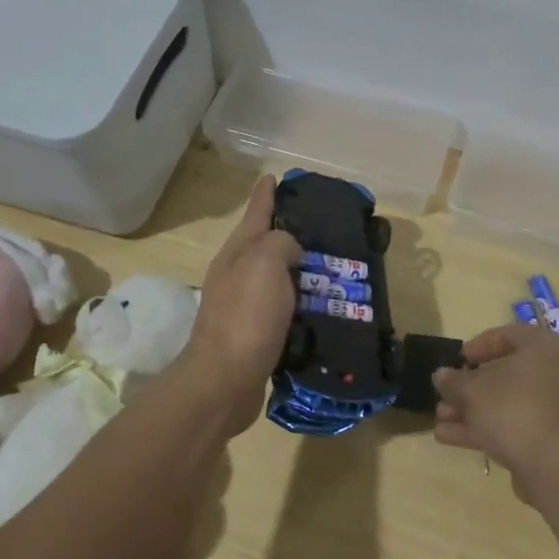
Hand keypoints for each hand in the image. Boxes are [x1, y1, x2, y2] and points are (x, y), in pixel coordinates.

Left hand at [178, 176, 301, 430]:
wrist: (225, 381)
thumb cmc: (246, 315)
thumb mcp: (265, 262)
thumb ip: (280, 242)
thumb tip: (290, 251)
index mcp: (237, 253)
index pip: (255, 212)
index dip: (266, 194)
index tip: (276, 177)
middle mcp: (237, 275)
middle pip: (266, 244)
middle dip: (291, 233)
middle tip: (326, 228)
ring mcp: (244, 306)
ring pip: (278, 278)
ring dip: (301, 272)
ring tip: (333, 269)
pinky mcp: (256, 335)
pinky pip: (284, 309)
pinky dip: (302, 304)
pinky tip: (323, 308)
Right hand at [432, 323, 558, 494]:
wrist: (553, 468)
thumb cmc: (514, 410)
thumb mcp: (473, 391)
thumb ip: (454, 380)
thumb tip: (441, 375)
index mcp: (545, 348)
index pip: (509, 335)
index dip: (478, 345)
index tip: (458, 360)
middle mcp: (555, 373)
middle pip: (505, 374)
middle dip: (469, 387)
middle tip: (444, 394)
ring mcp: (554, 408)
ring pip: (506, 402)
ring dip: (471, 410)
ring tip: (439, 419)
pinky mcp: (549, 437)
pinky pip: (513, 424)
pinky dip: (484, 428)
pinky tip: (448, 436)